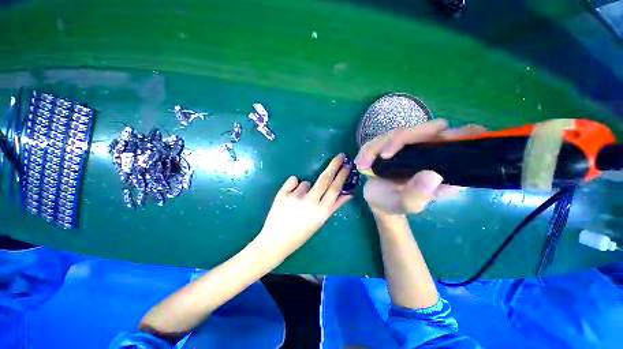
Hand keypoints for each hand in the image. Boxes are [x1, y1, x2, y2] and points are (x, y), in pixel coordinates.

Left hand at [256, 154, 352, 257]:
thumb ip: (334, 206)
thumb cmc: (301, 234)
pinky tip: (290, 198)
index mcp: (321, 211)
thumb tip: (348, 193)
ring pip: (306, 182)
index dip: (342, 175)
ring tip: (298, 202)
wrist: (275, 241)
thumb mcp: (320, 221)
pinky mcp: (282, 194)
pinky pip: (293, 181)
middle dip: (334, 165)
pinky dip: (294, 186)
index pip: (335, 188)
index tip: (348, 165)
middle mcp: (310, 202)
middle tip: (340, 156)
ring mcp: (296, 197)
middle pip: (325, 179)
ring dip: (305, 189)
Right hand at [354, 119, 485, 214]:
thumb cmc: (394, 204)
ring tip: (363, 165)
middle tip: (382, 156)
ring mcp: (410, 146)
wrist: (377, 200)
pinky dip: (368, 149)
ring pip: (399, 132)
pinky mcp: (392, 144)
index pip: (463, 142)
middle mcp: (430, 151)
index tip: (442, 139)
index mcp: (444, 166)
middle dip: (401, 139)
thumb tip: (432, 175)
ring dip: (378, 146)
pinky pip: (381, 138)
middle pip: (427, 129)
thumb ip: (417, 196)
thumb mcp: (406, 206)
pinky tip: (361, 163)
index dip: (462, 135)